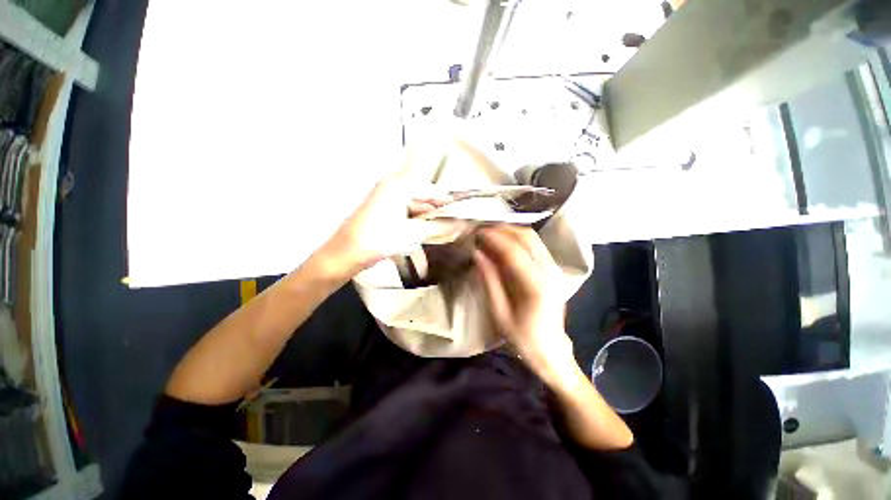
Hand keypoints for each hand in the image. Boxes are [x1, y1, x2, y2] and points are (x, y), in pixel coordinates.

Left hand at [321, 173, 456, 275]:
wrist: (344, 255)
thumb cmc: (377, 240)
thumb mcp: (411, 233)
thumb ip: (438, 227)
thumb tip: (462, 225)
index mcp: (399, 184)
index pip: (432, 190)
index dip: (449, 204)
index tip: (464, 215)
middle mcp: (393, 184)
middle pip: (425, 196)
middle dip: (440, 211)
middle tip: (457, 225)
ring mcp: (387, 196)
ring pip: (416, 204)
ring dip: (430, 217)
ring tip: (446, 230)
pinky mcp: (384, 208)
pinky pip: (407, 211)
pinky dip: (418, 220)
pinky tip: (428, 231)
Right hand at [473, 226, 574, 378]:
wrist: (552, 351)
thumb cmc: (523, 339)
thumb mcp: (500, 313)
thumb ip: (489, 280)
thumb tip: (477, 253)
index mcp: (536, 286)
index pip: (513, 251)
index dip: (493, 238)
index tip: (476, 232)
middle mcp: (549, 271)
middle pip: (526, 237)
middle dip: (501, 229)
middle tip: (480, 230)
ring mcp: (554, 269)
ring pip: (532, 237)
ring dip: (509, 231)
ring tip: (489, 233)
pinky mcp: (553, 269)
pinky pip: (534, 245)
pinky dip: (517, 239)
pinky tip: (502, 243)